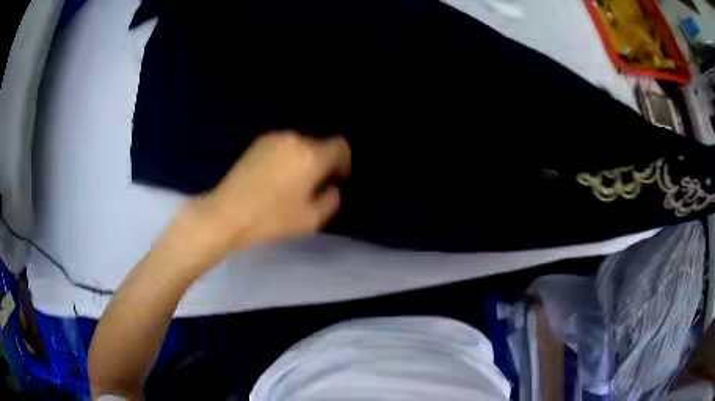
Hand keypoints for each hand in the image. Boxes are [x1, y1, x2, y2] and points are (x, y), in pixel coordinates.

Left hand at [199, 131, 350, 248]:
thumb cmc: (272, 219)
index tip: (336, 179)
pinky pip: (283, 145)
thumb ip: (331, 200)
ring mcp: (275, 138)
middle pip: (319, 145)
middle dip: (321, 162)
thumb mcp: (311, 219)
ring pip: (300, 145)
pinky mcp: (258, 143)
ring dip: (303, 159)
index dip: (343, 162)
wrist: (227, 213)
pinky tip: (274, 176)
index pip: (340, 146)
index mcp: (312, 156)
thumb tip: (331, 188)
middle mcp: (296, 140)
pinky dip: (286, 156)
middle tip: (312, 185)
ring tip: (291, 182)